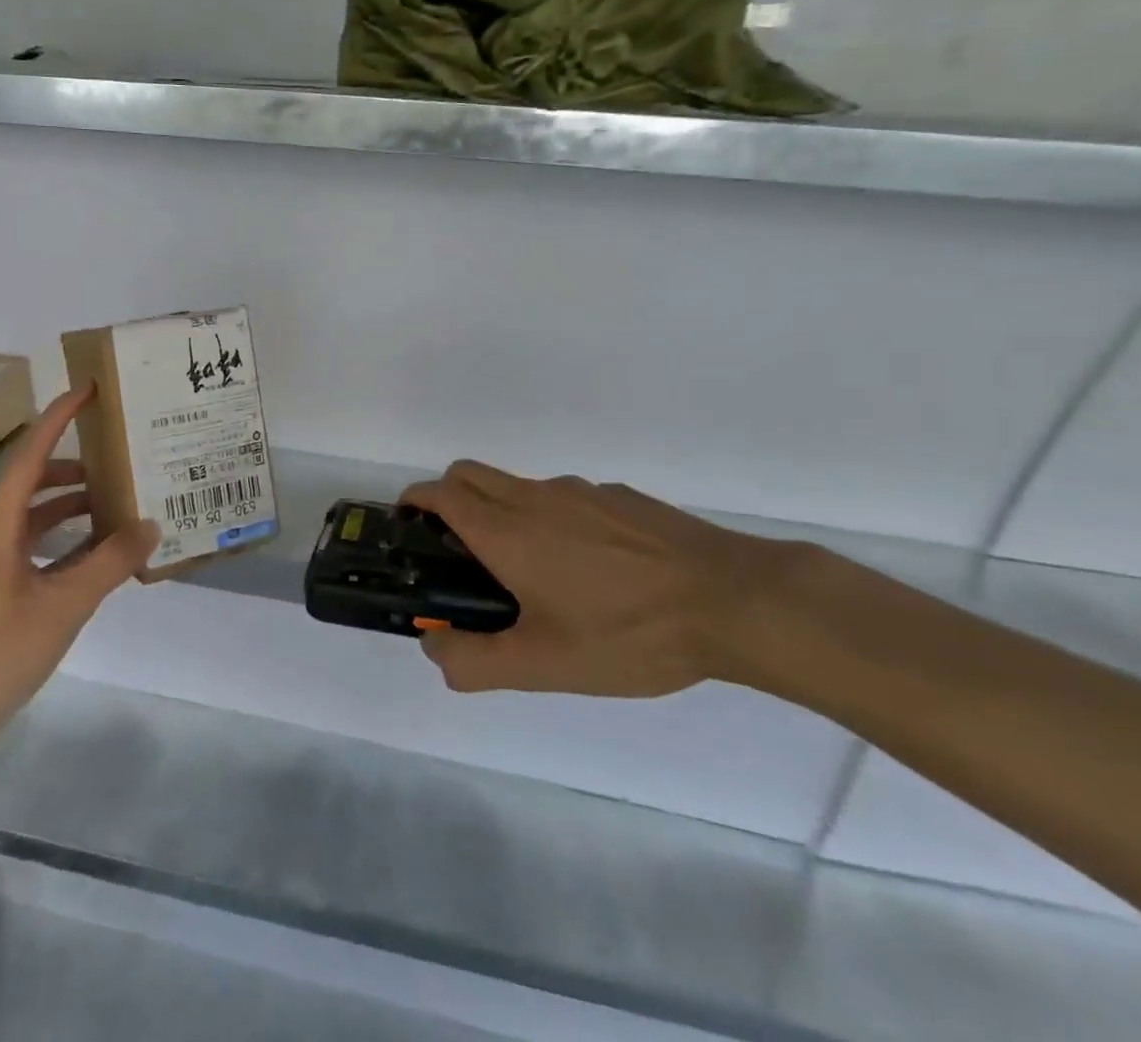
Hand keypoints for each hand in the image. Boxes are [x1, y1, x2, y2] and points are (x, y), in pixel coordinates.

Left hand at [0, 386, 158, 732]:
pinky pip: (38, 543)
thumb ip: (110, 562)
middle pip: (36, 480)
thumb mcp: (65, 604)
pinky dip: (68, 537)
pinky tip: (100, 550)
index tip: (87, 390)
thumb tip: (150, 525)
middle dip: (76, 466)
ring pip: (38, 514)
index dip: (59, 418)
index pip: (32, 454)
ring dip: (75, 504)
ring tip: (119, 502)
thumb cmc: (0, 649)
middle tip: (119, 457)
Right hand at [399, 461, 778, 697]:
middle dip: (448, 497)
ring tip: (532, 571)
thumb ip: (476, 661)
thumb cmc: (628, 633)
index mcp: (507, 530)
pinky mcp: (618, 496)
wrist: (731, 600)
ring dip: (502, 510)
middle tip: (459, 551)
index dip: (415, 502)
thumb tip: (433, 647)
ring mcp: (580, 491)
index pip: (440, 492)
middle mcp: (535, 497)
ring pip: (518, 486)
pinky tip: (592, 569)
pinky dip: (551, 517)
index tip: (409, 526)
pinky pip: (564, 497)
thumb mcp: (545, 666)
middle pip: (469, 474)